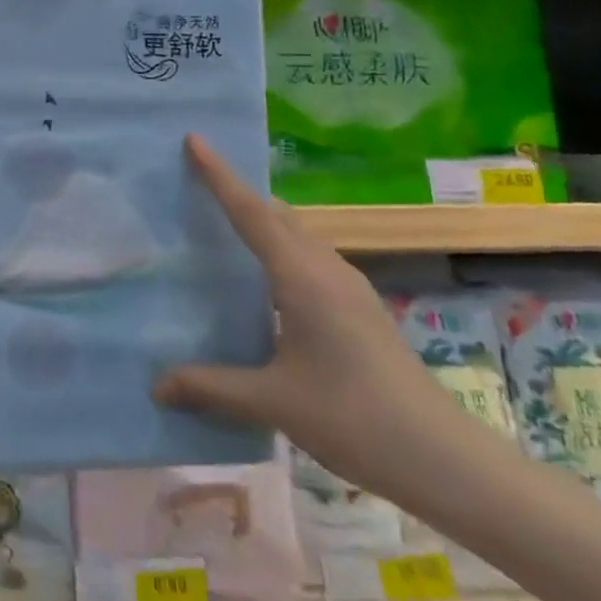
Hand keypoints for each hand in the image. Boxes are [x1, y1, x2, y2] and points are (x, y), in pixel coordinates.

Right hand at [153, 135, 488, 505]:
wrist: (445, 460)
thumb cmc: (354, 419)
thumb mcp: (273, 401)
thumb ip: (210, 387)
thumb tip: (156, 386)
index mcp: (302, 278)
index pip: (252, 213)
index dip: (220, 176)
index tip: (195, 140)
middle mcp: (327, 271)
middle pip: (277, 215)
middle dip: (238, 192)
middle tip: (196, 182)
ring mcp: (349, 289)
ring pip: (298, 236)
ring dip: (262, 221)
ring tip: (222, 226)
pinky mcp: (360, 310)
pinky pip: (309, 259)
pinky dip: (279, 250)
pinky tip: (263, 283)